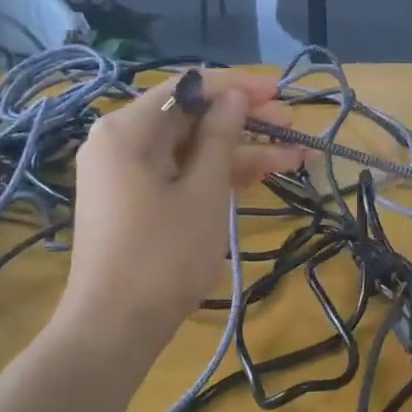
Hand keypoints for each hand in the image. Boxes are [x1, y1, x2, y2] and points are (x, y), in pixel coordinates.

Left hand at [55, 71, 302, 344]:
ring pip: (192, 148)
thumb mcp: (203, 192)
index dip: (236, 86)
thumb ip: (220, 137)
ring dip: (241, 151)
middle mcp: (122, 143)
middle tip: (292, 125)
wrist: (116, 326)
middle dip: (244, 120)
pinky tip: (264, 173)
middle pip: (191, 117)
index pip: (187, 87)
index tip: (279, 90)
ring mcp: (129, 174)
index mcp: (128, 130)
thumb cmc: (163, 255)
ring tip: (296, 155)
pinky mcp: (138, 201)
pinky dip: (218, 175)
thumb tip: (235, 96)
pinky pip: (182, 174)